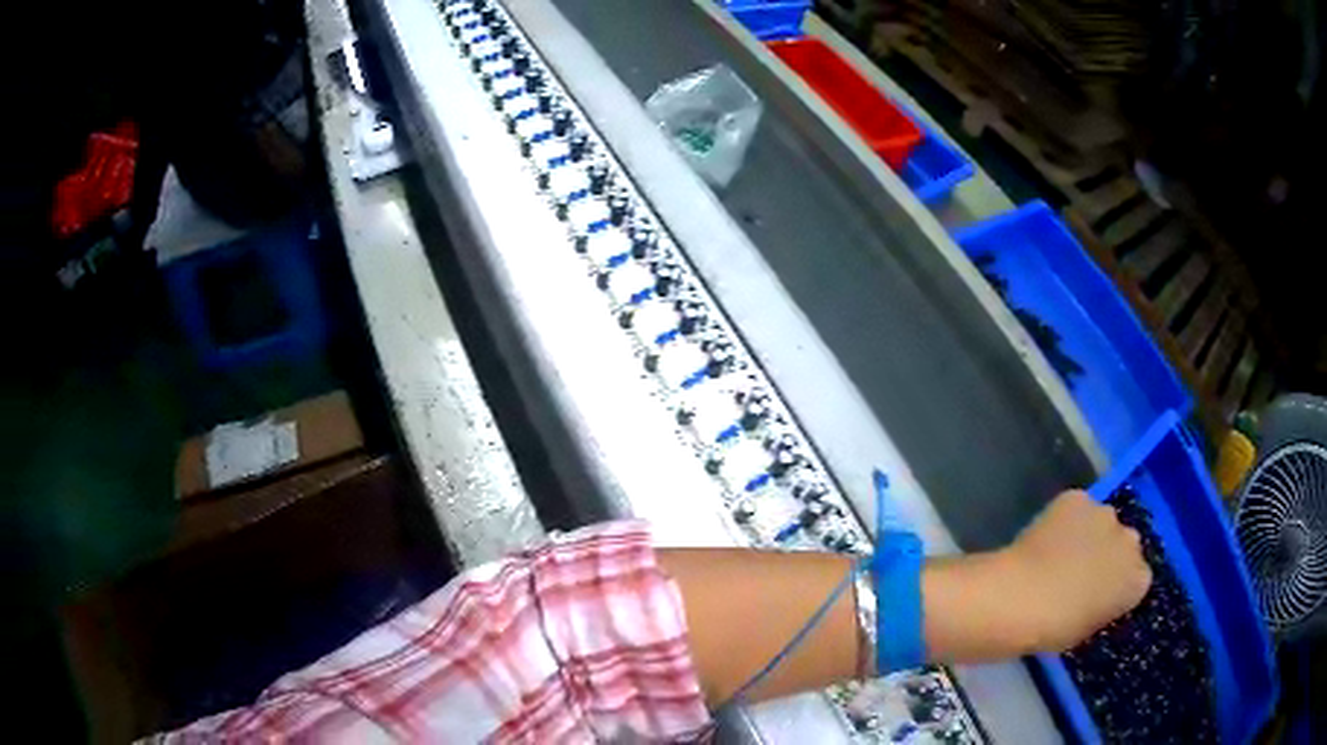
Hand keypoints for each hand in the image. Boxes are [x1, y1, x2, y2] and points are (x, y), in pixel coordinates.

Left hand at [1000, 490, 1151, 651]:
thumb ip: (1103, 605)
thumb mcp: (1088, 629)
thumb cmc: (1054, 629)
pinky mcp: (1078, 498)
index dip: (1117, 584)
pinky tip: (1047, 535)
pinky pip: (1076, 507)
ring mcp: (1106, 515)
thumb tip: (1096, 596)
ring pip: (1102, 521)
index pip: (1136, 577)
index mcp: (1138, 580)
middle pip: (1124, 544)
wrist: (1021, 598)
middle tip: (1080, 570)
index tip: (1099, 594)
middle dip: (1107, 554)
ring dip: (1088, 533)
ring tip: (1060, 551)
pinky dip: (1065, 518)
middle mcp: (1131, 541)